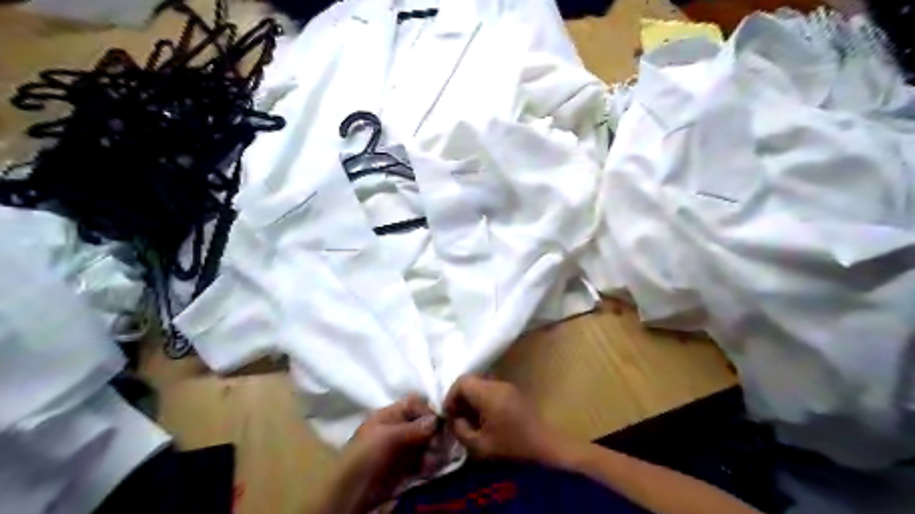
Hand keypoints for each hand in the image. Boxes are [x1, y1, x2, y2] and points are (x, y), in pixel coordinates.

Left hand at [318, 395, 438, 511]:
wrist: (349, 492)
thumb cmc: (364, 455)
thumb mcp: (387, 436)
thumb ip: (413, 427)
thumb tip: (436, 419)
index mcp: (389, 416)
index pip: (414, 405)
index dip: (427, 411)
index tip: (440, 422)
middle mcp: (397, 429)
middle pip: (422, 425)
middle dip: (434, 433)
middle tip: (441, 443)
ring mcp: (401, 450)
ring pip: (425, 444)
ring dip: (434, 450)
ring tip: (436, 459)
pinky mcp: (404, 470)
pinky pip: (422, 462)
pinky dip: (430, 464)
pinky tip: (432, 468)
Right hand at [441, 375, 565, 463]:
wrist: (547, 450)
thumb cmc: (511, 449)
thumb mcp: (479, 446)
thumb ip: (461, 430)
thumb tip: (455, 419)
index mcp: (489, 393)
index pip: (462, 381)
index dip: (451, 396)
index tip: (449, 414)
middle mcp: (499, 384)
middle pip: (472, 381)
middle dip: (461, 397)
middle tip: (458, 418)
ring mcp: (509, 388)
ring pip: (483, 386)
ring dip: (473, 400)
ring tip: (471, 421)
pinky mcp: (516, 396)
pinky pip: (493, 391)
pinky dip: (484, 402)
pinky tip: (486, 422)